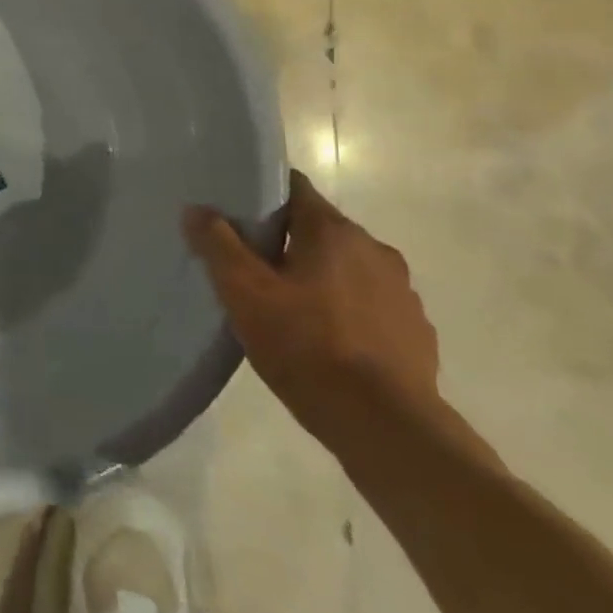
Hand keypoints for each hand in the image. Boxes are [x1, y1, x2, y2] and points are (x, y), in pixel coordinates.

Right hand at [182, 171, 441, 462]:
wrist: (385, 426)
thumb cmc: (305, 346)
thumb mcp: (244, 293)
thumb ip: (218, 245)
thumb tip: (197, 209)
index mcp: (332, 231)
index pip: (295, 187)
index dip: (263, 194)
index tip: (237, 214)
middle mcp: (374, 249)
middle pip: (320, 228)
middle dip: (287, 241)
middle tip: (252, 268)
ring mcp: (401, 291)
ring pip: (347, 267)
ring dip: (320, 277)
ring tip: (288, 309)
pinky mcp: (415, 330)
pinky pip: (371, 304)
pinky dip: (348, 311)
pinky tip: (326, 341)